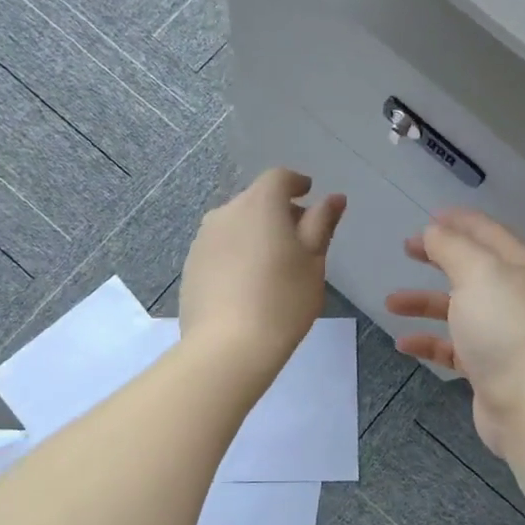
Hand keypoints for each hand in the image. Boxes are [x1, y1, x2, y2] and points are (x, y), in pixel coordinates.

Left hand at [180, 168, 345, 378]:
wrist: (228, 347)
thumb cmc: (283, 300)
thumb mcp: (313, 262)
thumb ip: (321, 224)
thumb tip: (332, 198)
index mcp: (260, 204)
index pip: (278, 178)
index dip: (296, 183)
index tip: (309, 195)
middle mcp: (226, 212)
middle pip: (255, 199)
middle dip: (278, 211)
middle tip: (299, 239)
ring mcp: (203, 240)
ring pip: (235, 224)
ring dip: (255, 233)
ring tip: (272, 265)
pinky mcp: (191, 266)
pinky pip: (219, 248)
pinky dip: (236, 254)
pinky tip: (247, 284)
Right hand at [386, 209, 524, 456]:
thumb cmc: (505, 328)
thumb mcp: (476, 274)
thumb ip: (451, 247)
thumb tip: (435, 231)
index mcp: (519, 266)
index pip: (486, 232)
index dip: (458, 221)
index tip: (428, 216)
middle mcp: (514, 296)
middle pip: (471, 268)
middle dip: (438, 256)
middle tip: (407, 248)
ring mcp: (502, 333)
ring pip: (458, 308)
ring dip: (424, 302)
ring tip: (390, 302)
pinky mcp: (489, 366)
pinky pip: (453, 346)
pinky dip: (429, 342)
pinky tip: (404, 343)